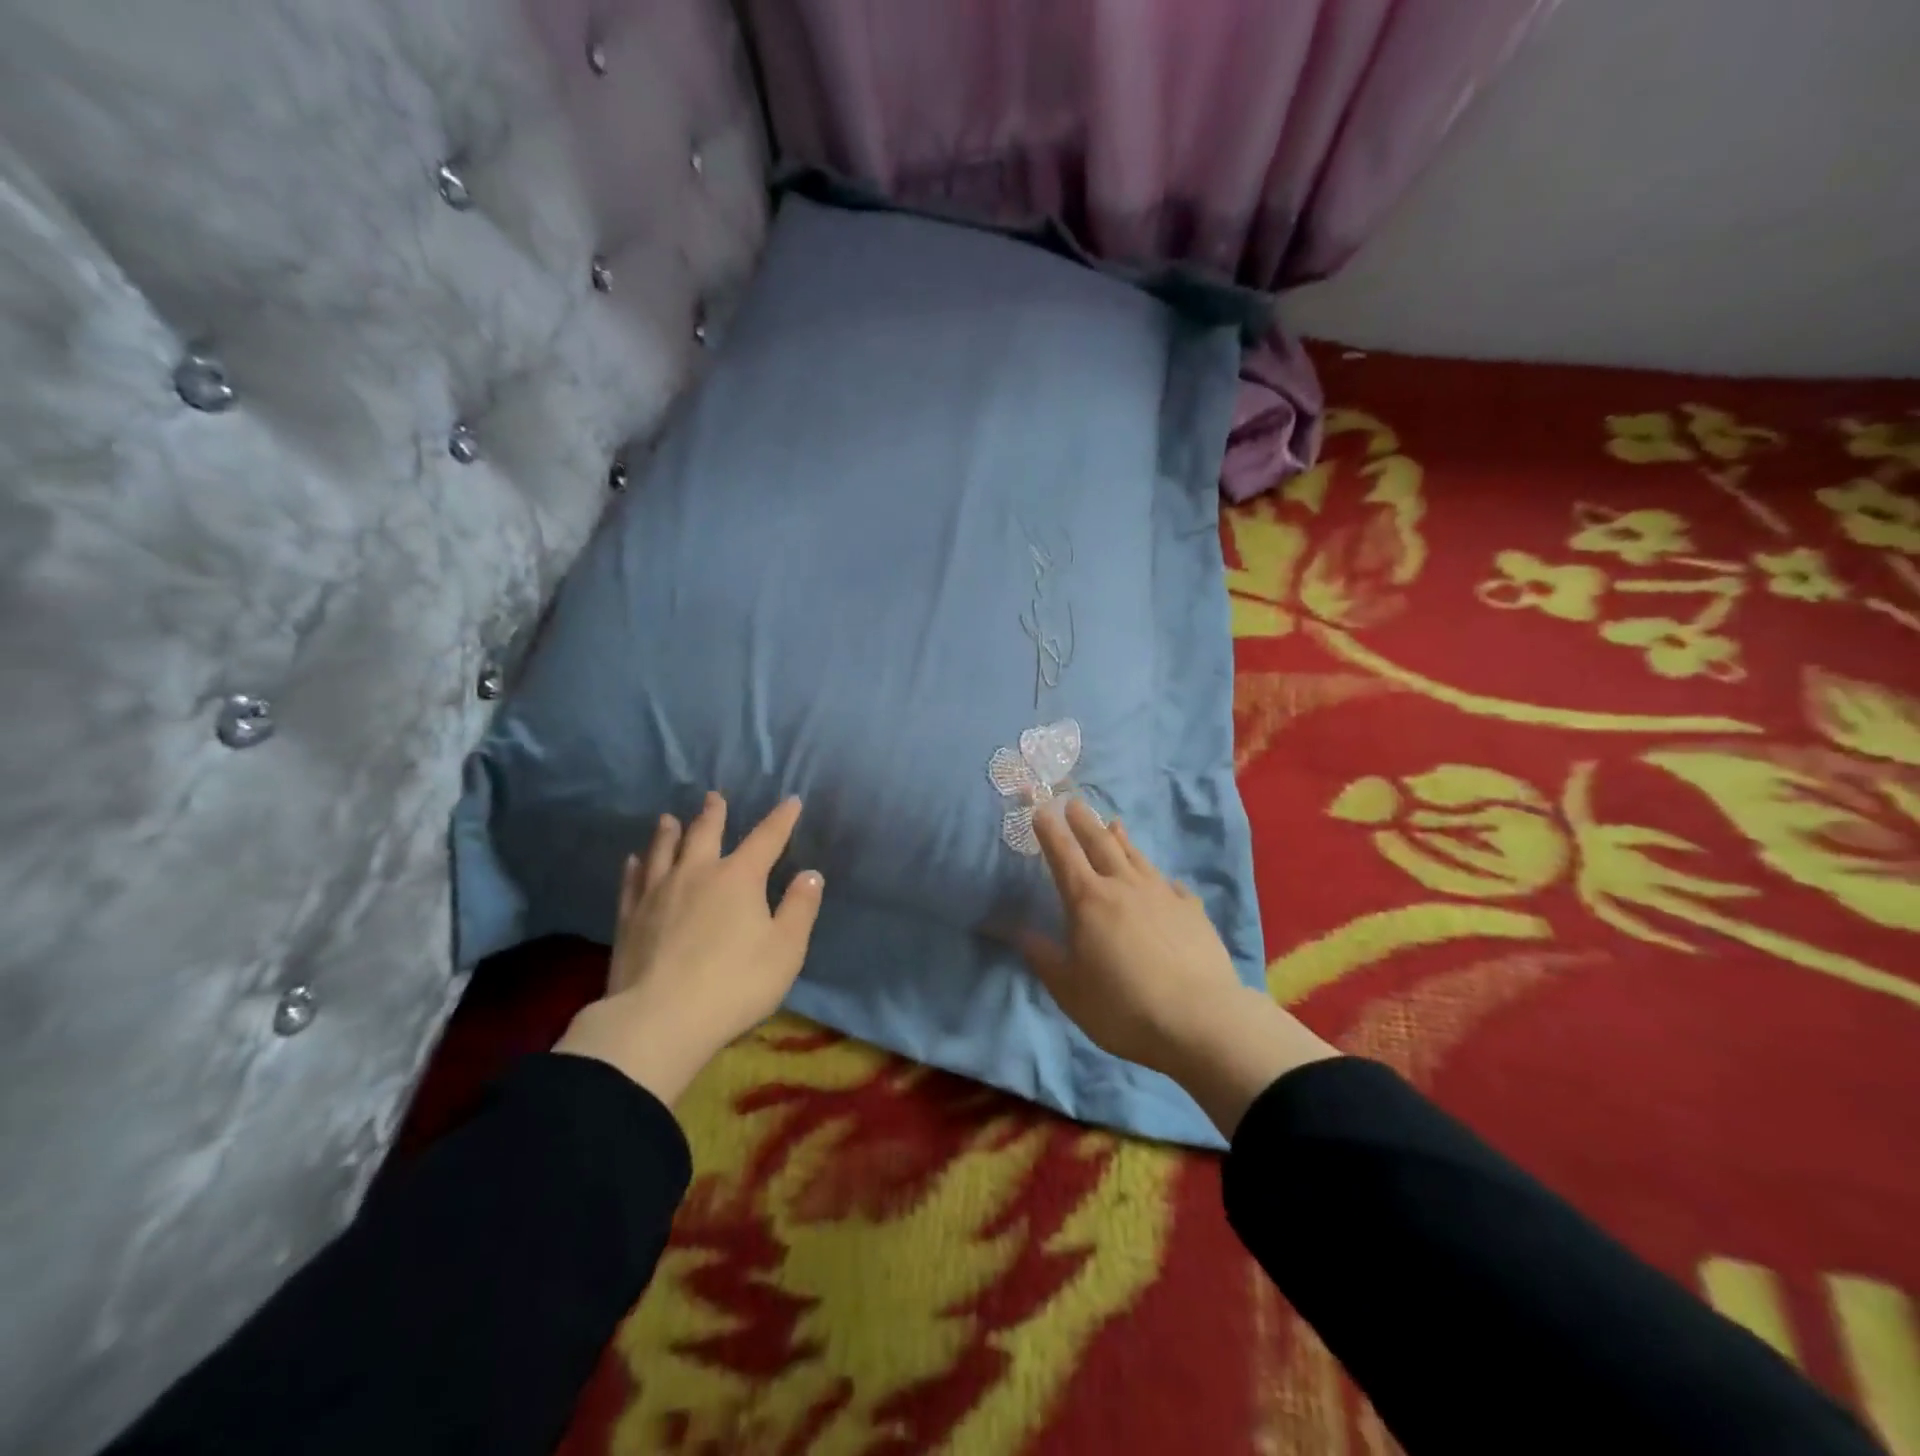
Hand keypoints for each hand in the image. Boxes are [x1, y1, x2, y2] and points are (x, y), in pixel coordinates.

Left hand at [553, 792, 823, 1106]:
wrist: (659, 1020)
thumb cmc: (734, 984)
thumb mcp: (785, 949)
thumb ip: (800, 909)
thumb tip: (810, 874)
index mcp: (739, 878)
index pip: (766, 839)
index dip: (781, 819)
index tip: (791, 801)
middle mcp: (697, 874)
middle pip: (705, 834)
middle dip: (713, 814)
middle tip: (713, 797)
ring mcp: (657, 893)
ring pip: (663, 851)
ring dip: (668, 833)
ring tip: (669, 819)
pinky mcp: (629, 918)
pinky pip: (632, 882)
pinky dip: (635, 866)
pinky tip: (633, 861)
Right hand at [1023, 798, 1337, 1136]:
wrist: (1200, 1020)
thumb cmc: (1123, 1007)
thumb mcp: (1069, 990)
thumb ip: (1043, 957)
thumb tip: (1018, 931)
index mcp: (1088, 900)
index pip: (1063, 855)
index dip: (1050, 831)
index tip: (1041, 809)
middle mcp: (1124, 886)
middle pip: (1100, 844)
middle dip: (1083, 822)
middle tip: (1073, 802)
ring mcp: (1162, 894)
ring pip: (1136, 857)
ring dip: (1121, 839)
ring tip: (1113, 823)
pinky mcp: (1192, 911)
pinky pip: (1171, 885)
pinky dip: (1160, 877)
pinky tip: (1164, 880)